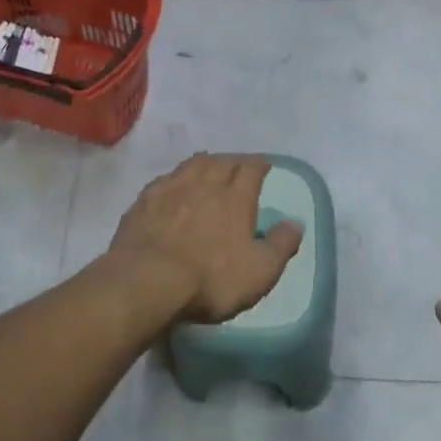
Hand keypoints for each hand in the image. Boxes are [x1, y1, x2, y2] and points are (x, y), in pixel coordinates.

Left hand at [108, 155, 299, 325]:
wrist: (147, 280)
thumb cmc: (210, 278)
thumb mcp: (259, 271)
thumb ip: (281, 245)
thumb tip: (295, 223)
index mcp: (235, 198)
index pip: (251, 170)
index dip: (259, 165)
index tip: (264, 165)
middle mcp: (205, 184)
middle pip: (222, 162)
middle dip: (233, 160)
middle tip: (238, 164)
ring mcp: (172, 189)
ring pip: (192, 165)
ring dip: (204, 162)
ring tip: (209, 163)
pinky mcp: (145, 201)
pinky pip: (165, 179)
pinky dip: (175, 176)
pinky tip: (173, 182)